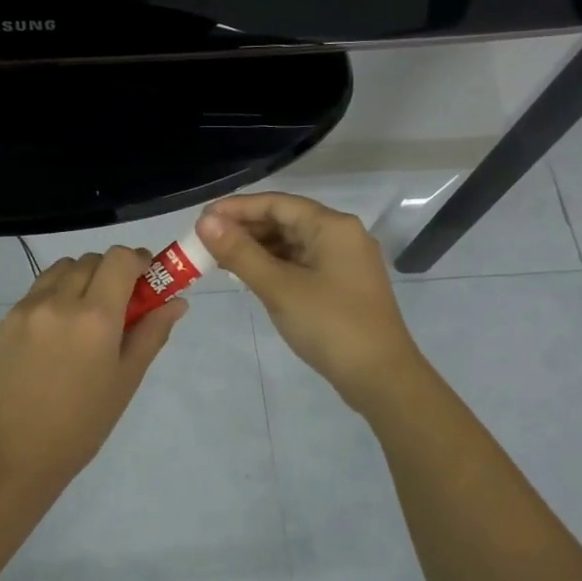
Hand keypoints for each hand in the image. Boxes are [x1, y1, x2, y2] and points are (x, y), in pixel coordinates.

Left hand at [0, 247, 187, 488]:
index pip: (119, 259)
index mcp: (95, 317)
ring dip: (82, 278)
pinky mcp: (7, 318)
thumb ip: (152, 333)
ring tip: (87, 314)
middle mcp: (60, 301)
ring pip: (63, 268)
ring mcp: (28, 308)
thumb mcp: (126, 379)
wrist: (17, 452)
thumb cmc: (83, 423)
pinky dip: (56, 293)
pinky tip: (60, 330)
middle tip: (120, 304)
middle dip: (112, 272)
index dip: (137, 261)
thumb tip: (176, 301)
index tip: (146, 279)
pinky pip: (39, 288)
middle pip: (92, 260)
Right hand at [196, 193, 425, 412]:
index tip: (201, 220)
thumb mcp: (279, 287)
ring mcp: (344, 261)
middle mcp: (341, 235)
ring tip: (219, 259)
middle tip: (205, 242)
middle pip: (285, 220)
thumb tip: (205, 222)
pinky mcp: (342, 285)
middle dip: (244, 229)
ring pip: (292, 243)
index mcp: (332, 226)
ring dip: (256, 248)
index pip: (277, 203)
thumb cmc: (329, 325)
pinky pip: (301, 263)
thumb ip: (240, 253)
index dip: (236, 208)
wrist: (380, 377)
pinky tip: (249, 276)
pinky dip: (273, 266)